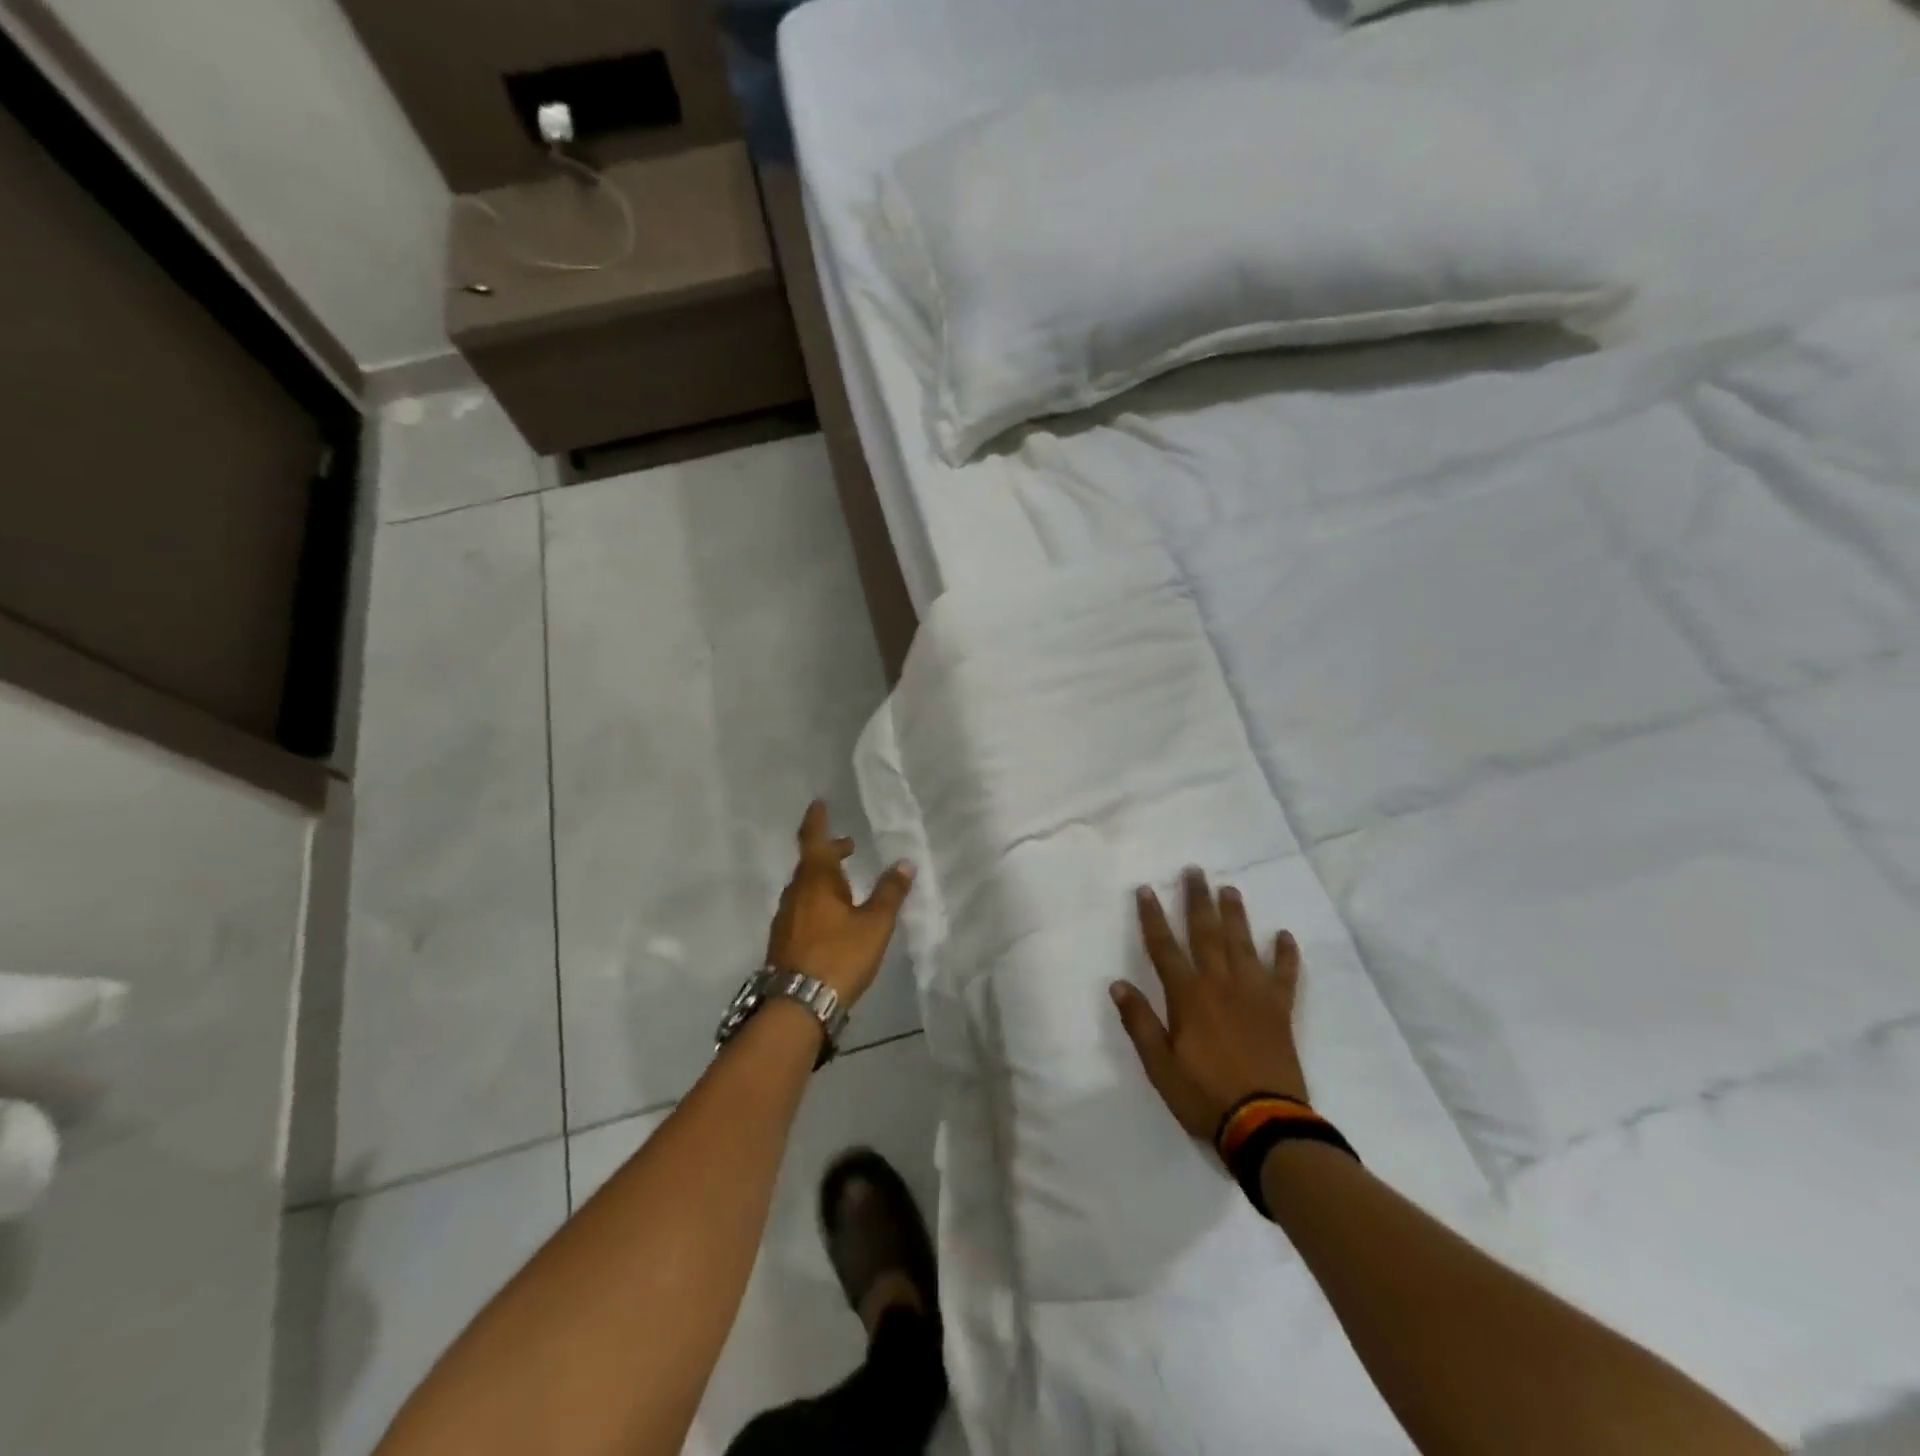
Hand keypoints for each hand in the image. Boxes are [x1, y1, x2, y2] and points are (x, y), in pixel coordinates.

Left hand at [765, 801, 914, 1007]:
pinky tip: (832, 918)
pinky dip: (817, 900)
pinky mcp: (783, 941)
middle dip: (829, 852)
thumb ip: (890, 893)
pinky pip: (801, 908)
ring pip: (805, 887)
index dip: (817, 820)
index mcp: (816, 880)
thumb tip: (904, 863)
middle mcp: (795, 893)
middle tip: (848, 847)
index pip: (814, 840)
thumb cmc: (839, 956)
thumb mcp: (875, 924)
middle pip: (810, 864)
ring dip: (823, 878)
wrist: (796, 1005)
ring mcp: (786, 918)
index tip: (819, 804)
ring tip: (846, 884)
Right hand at [1111, 867, 1309, 1142]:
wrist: (1265, 1125)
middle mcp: (1220, 984)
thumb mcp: (1159, 1065)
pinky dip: (1285, 955)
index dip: (1152, 917)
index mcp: (1188, 996)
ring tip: (1230, 889)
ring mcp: (1254, 995)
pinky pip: (1285, 976)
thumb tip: (1118, 984)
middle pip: (1206, 933)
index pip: (1164, 947)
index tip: (1146, 890)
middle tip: (1195, 871)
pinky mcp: (1280, 1011)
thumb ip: (1140, 1022)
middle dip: (1197, 900)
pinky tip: (1284, 936)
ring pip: (1243, 944)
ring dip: (1235, 915)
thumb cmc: (1204, 1095)